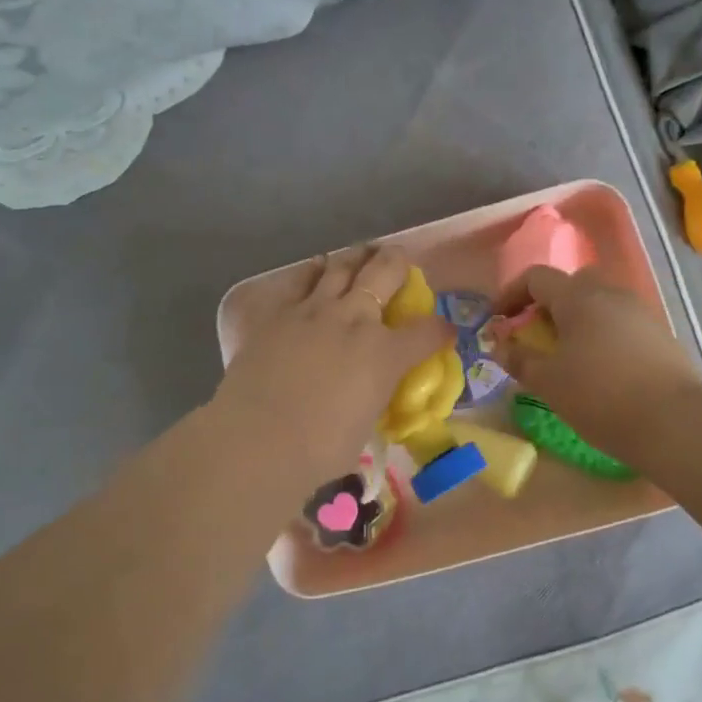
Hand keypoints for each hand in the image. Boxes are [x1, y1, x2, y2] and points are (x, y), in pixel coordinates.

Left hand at [214, 244, 452, 477]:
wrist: (257, 440)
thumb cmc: (318, 449)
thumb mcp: (364, 426)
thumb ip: (373, 400)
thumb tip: (371, 395)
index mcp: (385, 354)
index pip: (427, 332)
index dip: (440, 330)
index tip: (444, 332)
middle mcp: (354, 320)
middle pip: (384, 273)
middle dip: (397, 262)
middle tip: (399, 258)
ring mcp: (313, 310)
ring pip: (341, 267)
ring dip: (356, 257)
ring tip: (361, 252)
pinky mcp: (277, 312)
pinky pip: (299, 280)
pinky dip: (312, 271)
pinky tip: (315, 268)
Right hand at [493, 267, 701, 467]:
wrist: (674, 422)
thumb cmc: (599, 396)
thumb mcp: (547, 382)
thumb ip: (519, 359)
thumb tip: (501, 346)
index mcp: (578, 297)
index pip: (536, 277)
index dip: (510, 294)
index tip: (498, 321)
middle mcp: (611, 294)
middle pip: (572, 284)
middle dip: (548, 304)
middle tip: (536, 335)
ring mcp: (640, 313)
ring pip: (599, 304)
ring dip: (577, 321)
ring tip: (566, 357)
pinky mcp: (660, 336)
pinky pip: (620, 324)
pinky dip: (601, 337)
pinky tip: (599, 370)